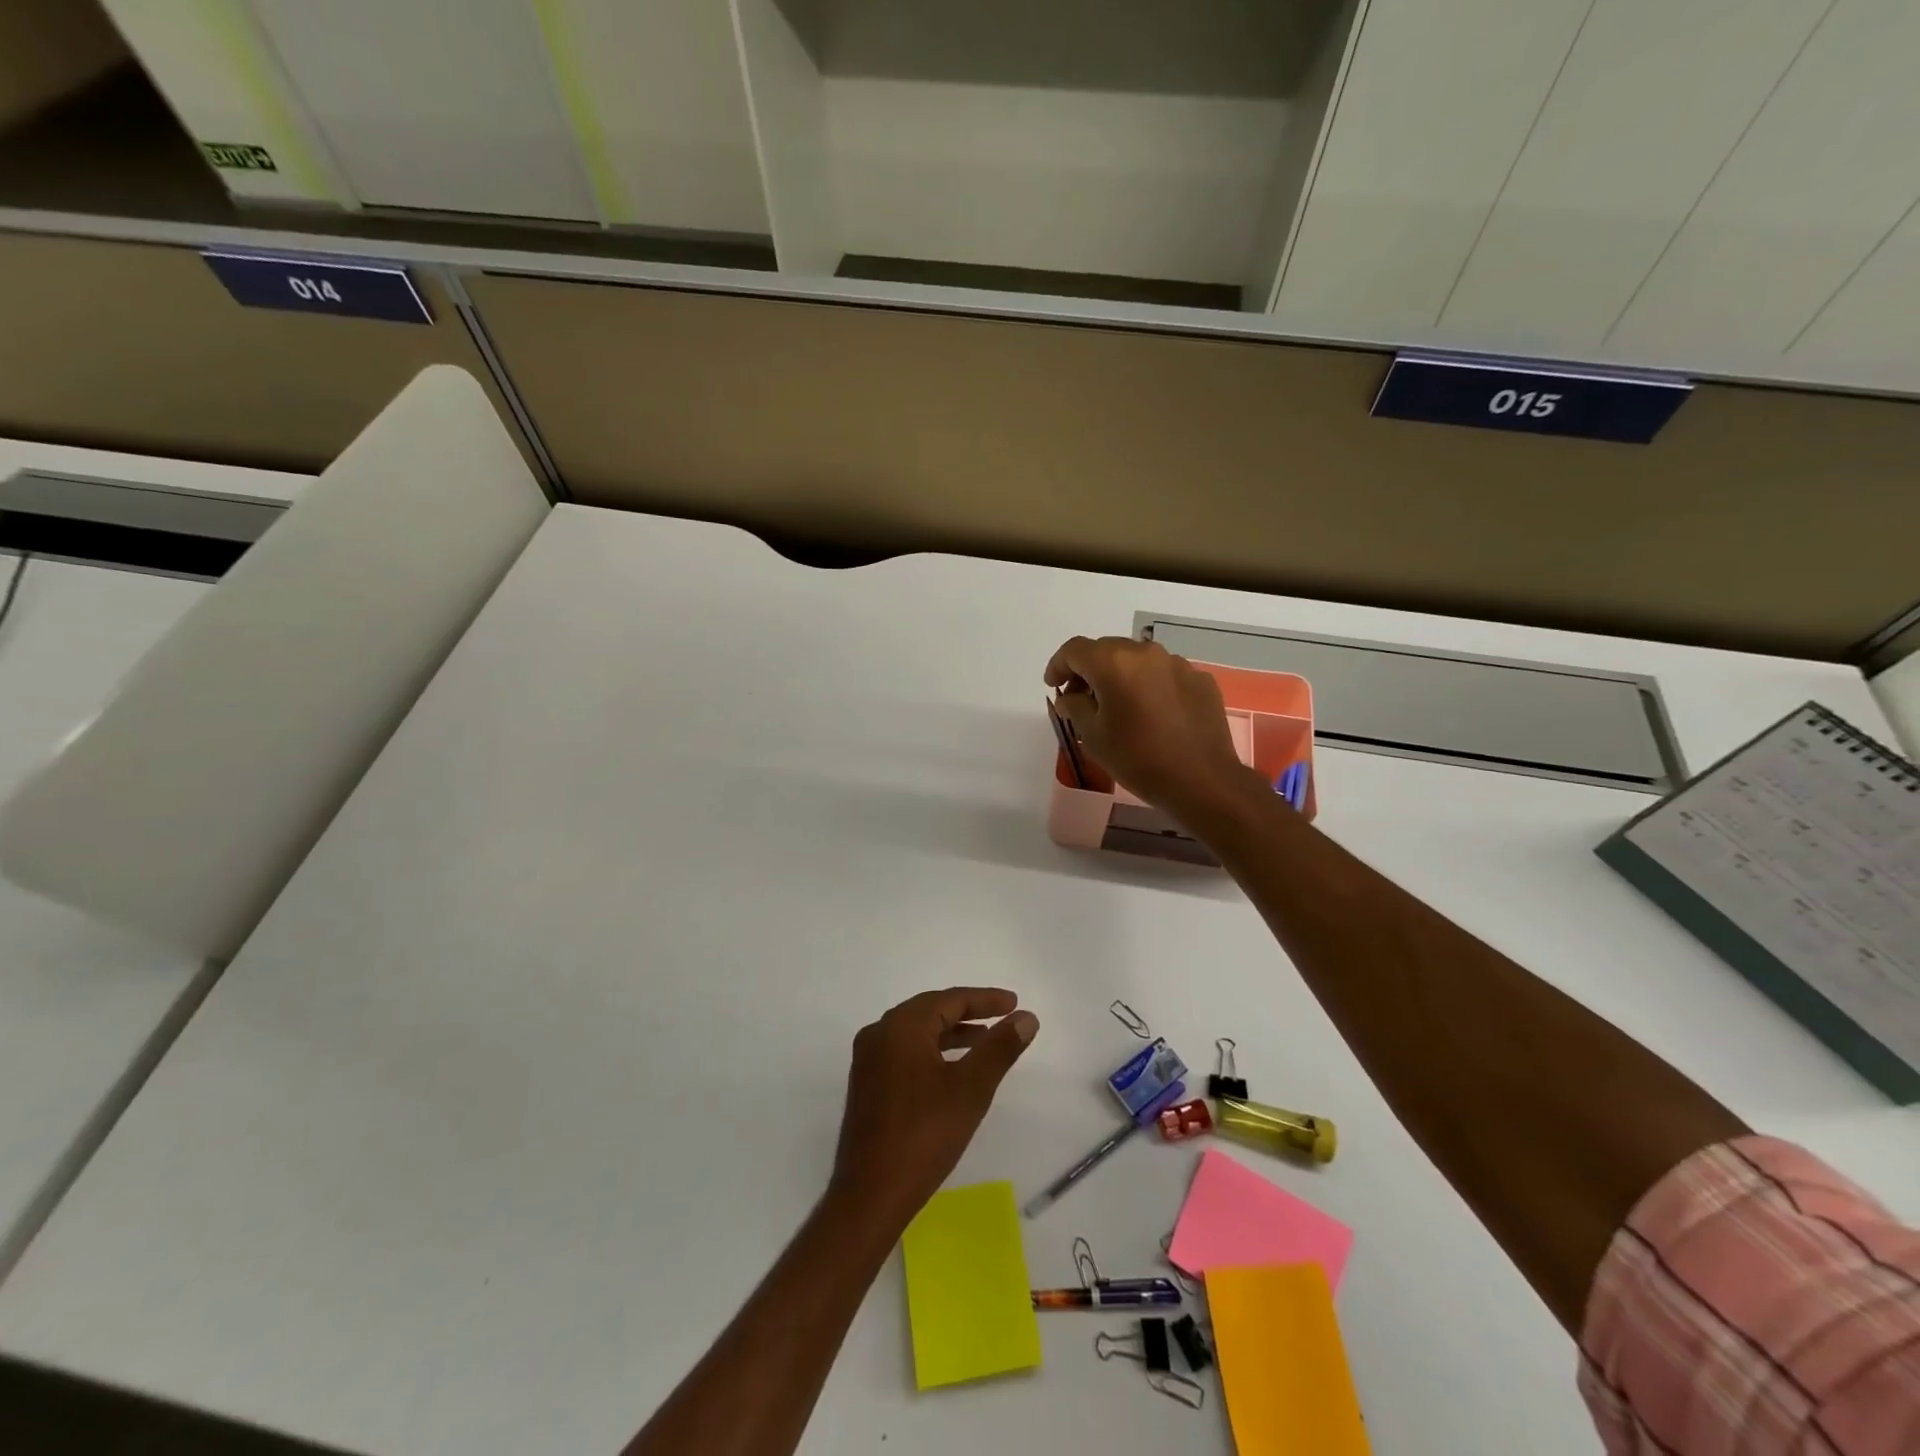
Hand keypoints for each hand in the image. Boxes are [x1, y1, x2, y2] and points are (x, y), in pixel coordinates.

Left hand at [829, 988, 1038, 1229]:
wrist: (870, 1195)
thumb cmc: (924, 1135)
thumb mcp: (971, 1089)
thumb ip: (999, 1048)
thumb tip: (1026, 1017)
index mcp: (901, 1027)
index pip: (949, 999)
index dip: (984, 999)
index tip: (1014, 1003)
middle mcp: (879, 1034)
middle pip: (930, 1010)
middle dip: (968, 1013)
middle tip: (1002, 1017)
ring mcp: (868, 1060)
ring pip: (917, 1033)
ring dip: (951, 1034)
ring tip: (985, 1042)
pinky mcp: (867, 1085)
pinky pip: (904, 1053)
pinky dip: (932, 1052)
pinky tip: (952, 1071)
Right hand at [1045, 635, 1261, 822]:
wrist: (1202, 780)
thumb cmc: (1138, 759)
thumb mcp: (1093, 736)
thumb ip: (1074, 707)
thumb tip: (1070, 696)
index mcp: (1114, 663)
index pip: (1075, 649)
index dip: (1058, 665)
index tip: (1053, 685)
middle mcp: (1146, 653)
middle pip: (1107, 650)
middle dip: (1089, 670)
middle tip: (1081, 699)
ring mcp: (1178, 664)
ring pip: (1138, 661)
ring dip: (1121, 676)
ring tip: (1118, 707)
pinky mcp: (1200, 680)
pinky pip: (1164, 675)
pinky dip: (1149, 687)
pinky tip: (1151, 715)